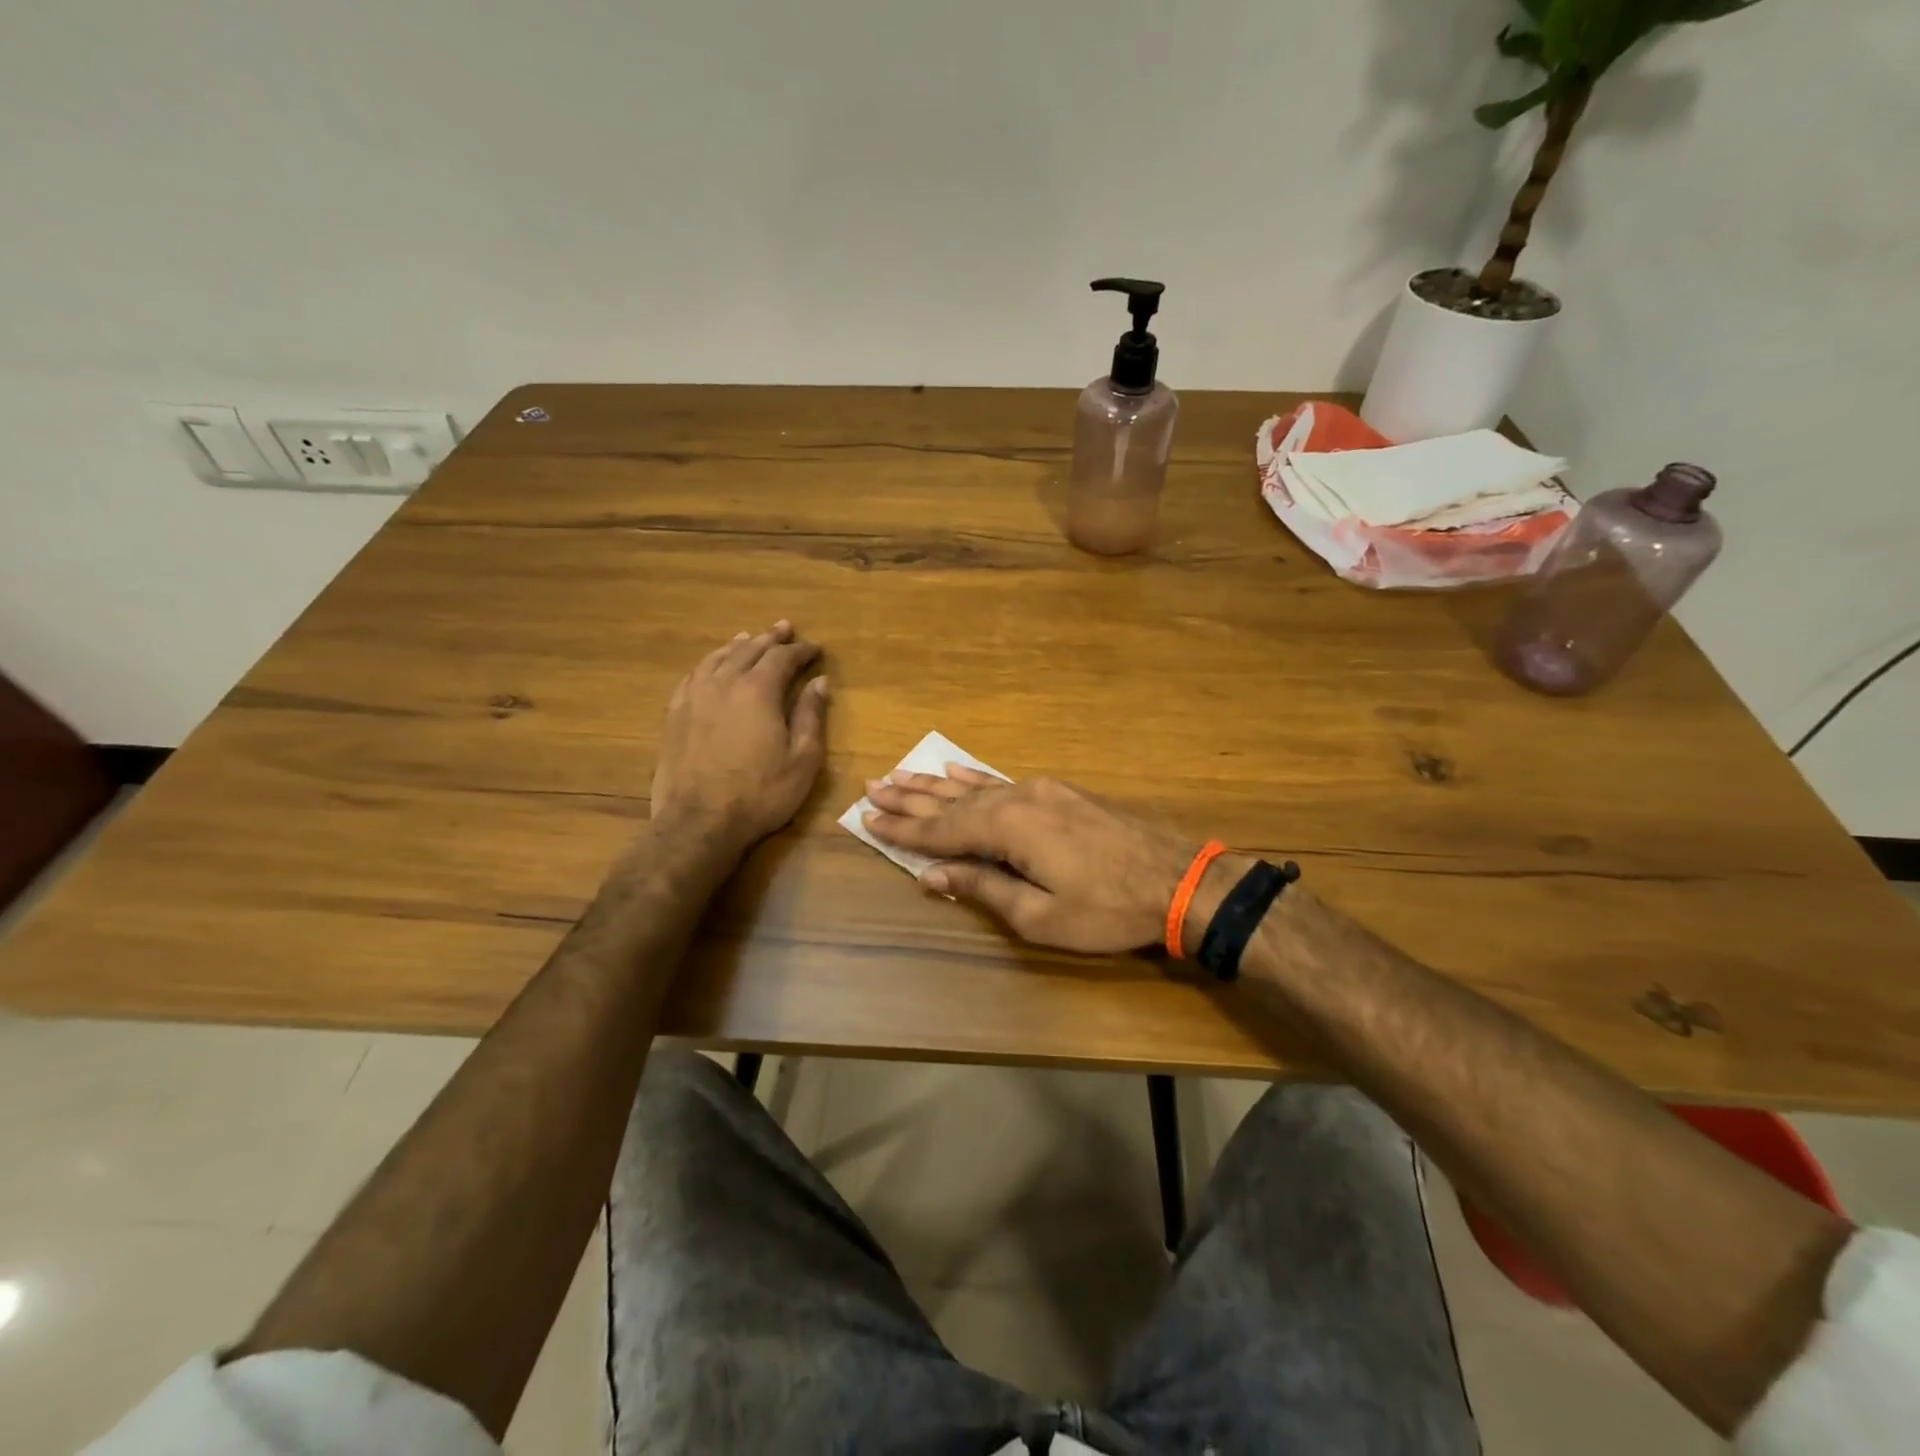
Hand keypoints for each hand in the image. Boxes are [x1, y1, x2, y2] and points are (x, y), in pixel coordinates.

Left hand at [651, 622, 828, 852]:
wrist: (699, 823)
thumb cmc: (760, 794)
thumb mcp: (802, 760)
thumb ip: (810, 716)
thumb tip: (819, 682)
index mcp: (758, 691)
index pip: (782, 658)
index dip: (801, 650)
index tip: (815, 649)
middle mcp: (724, 684)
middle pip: (749, 650)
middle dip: (770, 638)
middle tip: (784, 628)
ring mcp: (694, 697)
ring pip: (717, 658)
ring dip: (738, 646)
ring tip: (748, 638)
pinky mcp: (675, 715)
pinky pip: (693, 676)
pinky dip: (709, 664)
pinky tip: (712, 667)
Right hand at [862, 767, 1199, 952]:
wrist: (1177, 879)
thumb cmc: (1106, 909)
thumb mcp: (1040, 915)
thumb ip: (983, 889)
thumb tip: (931, 875)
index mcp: (1009, 828)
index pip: (942, 829)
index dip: (904, 828)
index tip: (868, 818)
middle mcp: (1018, 799)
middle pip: (953, 799)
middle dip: (911, 797)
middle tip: (873, 787)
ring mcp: (1041, 790)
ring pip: (976, 786)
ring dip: (936, 784)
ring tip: (901, 774)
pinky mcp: (1060, 792)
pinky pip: (1004, 781)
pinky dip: (975, 776)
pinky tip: (957, 768)